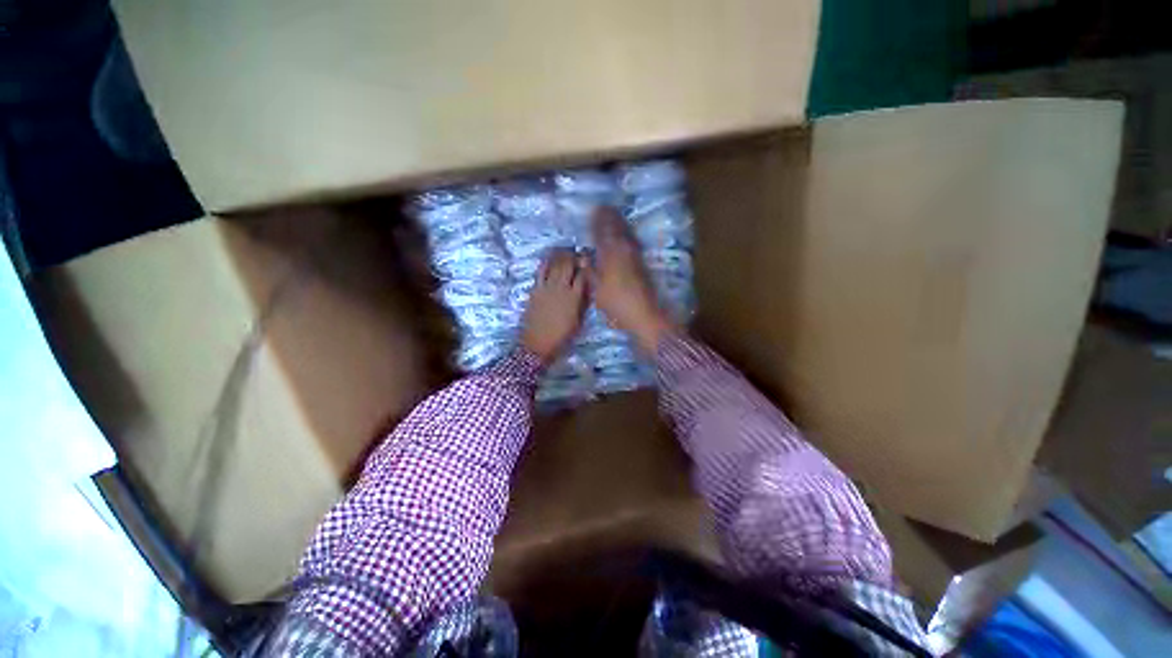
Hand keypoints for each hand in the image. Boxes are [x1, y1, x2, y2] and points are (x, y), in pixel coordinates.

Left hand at [521, 248, 587, 363]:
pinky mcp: (535, 290)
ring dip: (560, 256)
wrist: (537, 344)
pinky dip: (545, 263)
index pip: (583, 276)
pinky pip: (540, 272)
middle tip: (576, 252)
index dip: (586, 265)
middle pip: (568, 266)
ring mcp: (546, 287)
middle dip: (573, 256)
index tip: (589, 259)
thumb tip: (586, 290)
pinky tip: (548, 258)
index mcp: (574, 298)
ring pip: (554, 265)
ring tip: (564, 251)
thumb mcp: (578, 322)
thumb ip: (582, 304)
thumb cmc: (561, 337)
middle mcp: (561, 288)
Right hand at [589, 207, 673, 353]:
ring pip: (625, 234)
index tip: (594, 210)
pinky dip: (626, 236)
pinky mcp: (642, 263)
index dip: (598, 221)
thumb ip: (590, 272)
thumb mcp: (597, 290)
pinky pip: (632, 242)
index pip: (602, 232)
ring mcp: (635, 256)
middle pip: (616, 229)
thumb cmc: (617, 304)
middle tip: (603, 208)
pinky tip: (623, 237)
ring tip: (612, 216)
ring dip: (618, 224)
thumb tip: (583, 258)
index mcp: (610, 254)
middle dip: (609, 218)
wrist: (644, 314)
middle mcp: (623, 250)